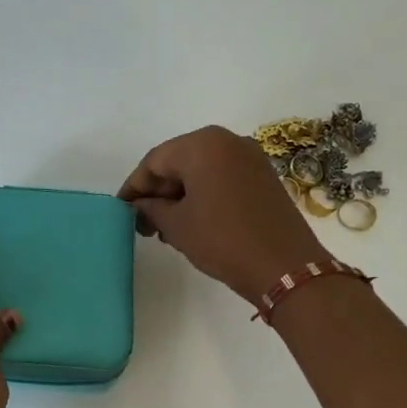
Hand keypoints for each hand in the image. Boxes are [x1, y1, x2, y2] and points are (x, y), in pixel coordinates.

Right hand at [119, 125, 330, 302]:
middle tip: (143, 223)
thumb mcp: (177, 225)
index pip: (154, 161)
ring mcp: (250, 158)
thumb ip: (151, 209)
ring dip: (179, 196)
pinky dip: (203, 195)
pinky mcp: (264, 177)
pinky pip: (222, 178)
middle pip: (179, 161)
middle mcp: (227, 141)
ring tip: (166, 229)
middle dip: (158, 192)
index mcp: (202, 145)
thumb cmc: (222, 239)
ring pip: (201, 171)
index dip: (134, 186)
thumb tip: (140, 205)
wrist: (285, 267)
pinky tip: (193, 222)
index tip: (121, 210)